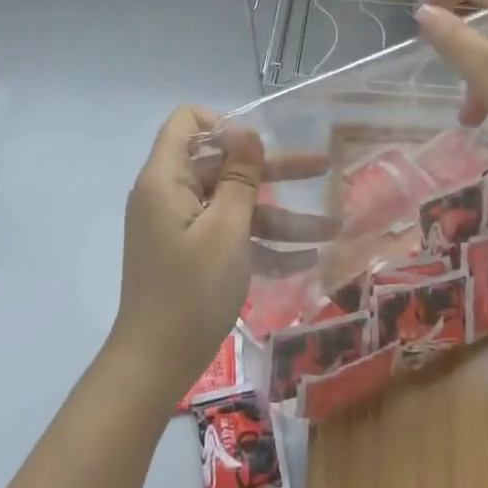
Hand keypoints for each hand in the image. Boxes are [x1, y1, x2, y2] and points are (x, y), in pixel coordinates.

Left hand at [111, 107, 333, 404]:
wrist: (155, 364)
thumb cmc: (192, 290)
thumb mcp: (226, 229)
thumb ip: (239, 177)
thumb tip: (245, 131)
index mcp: (166, 179)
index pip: (187, 122)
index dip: (225, 124)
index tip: (261, 146)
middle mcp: (170, 195)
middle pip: (224, 165)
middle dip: (274, 170)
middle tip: (323, 169)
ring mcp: (181, 227)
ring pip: (235, 204)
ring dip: (280, 216)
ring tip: (332, 229)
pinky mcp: (191, 254)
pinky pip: (230, 235)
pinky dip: (263, 244)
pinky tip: (306, 260)